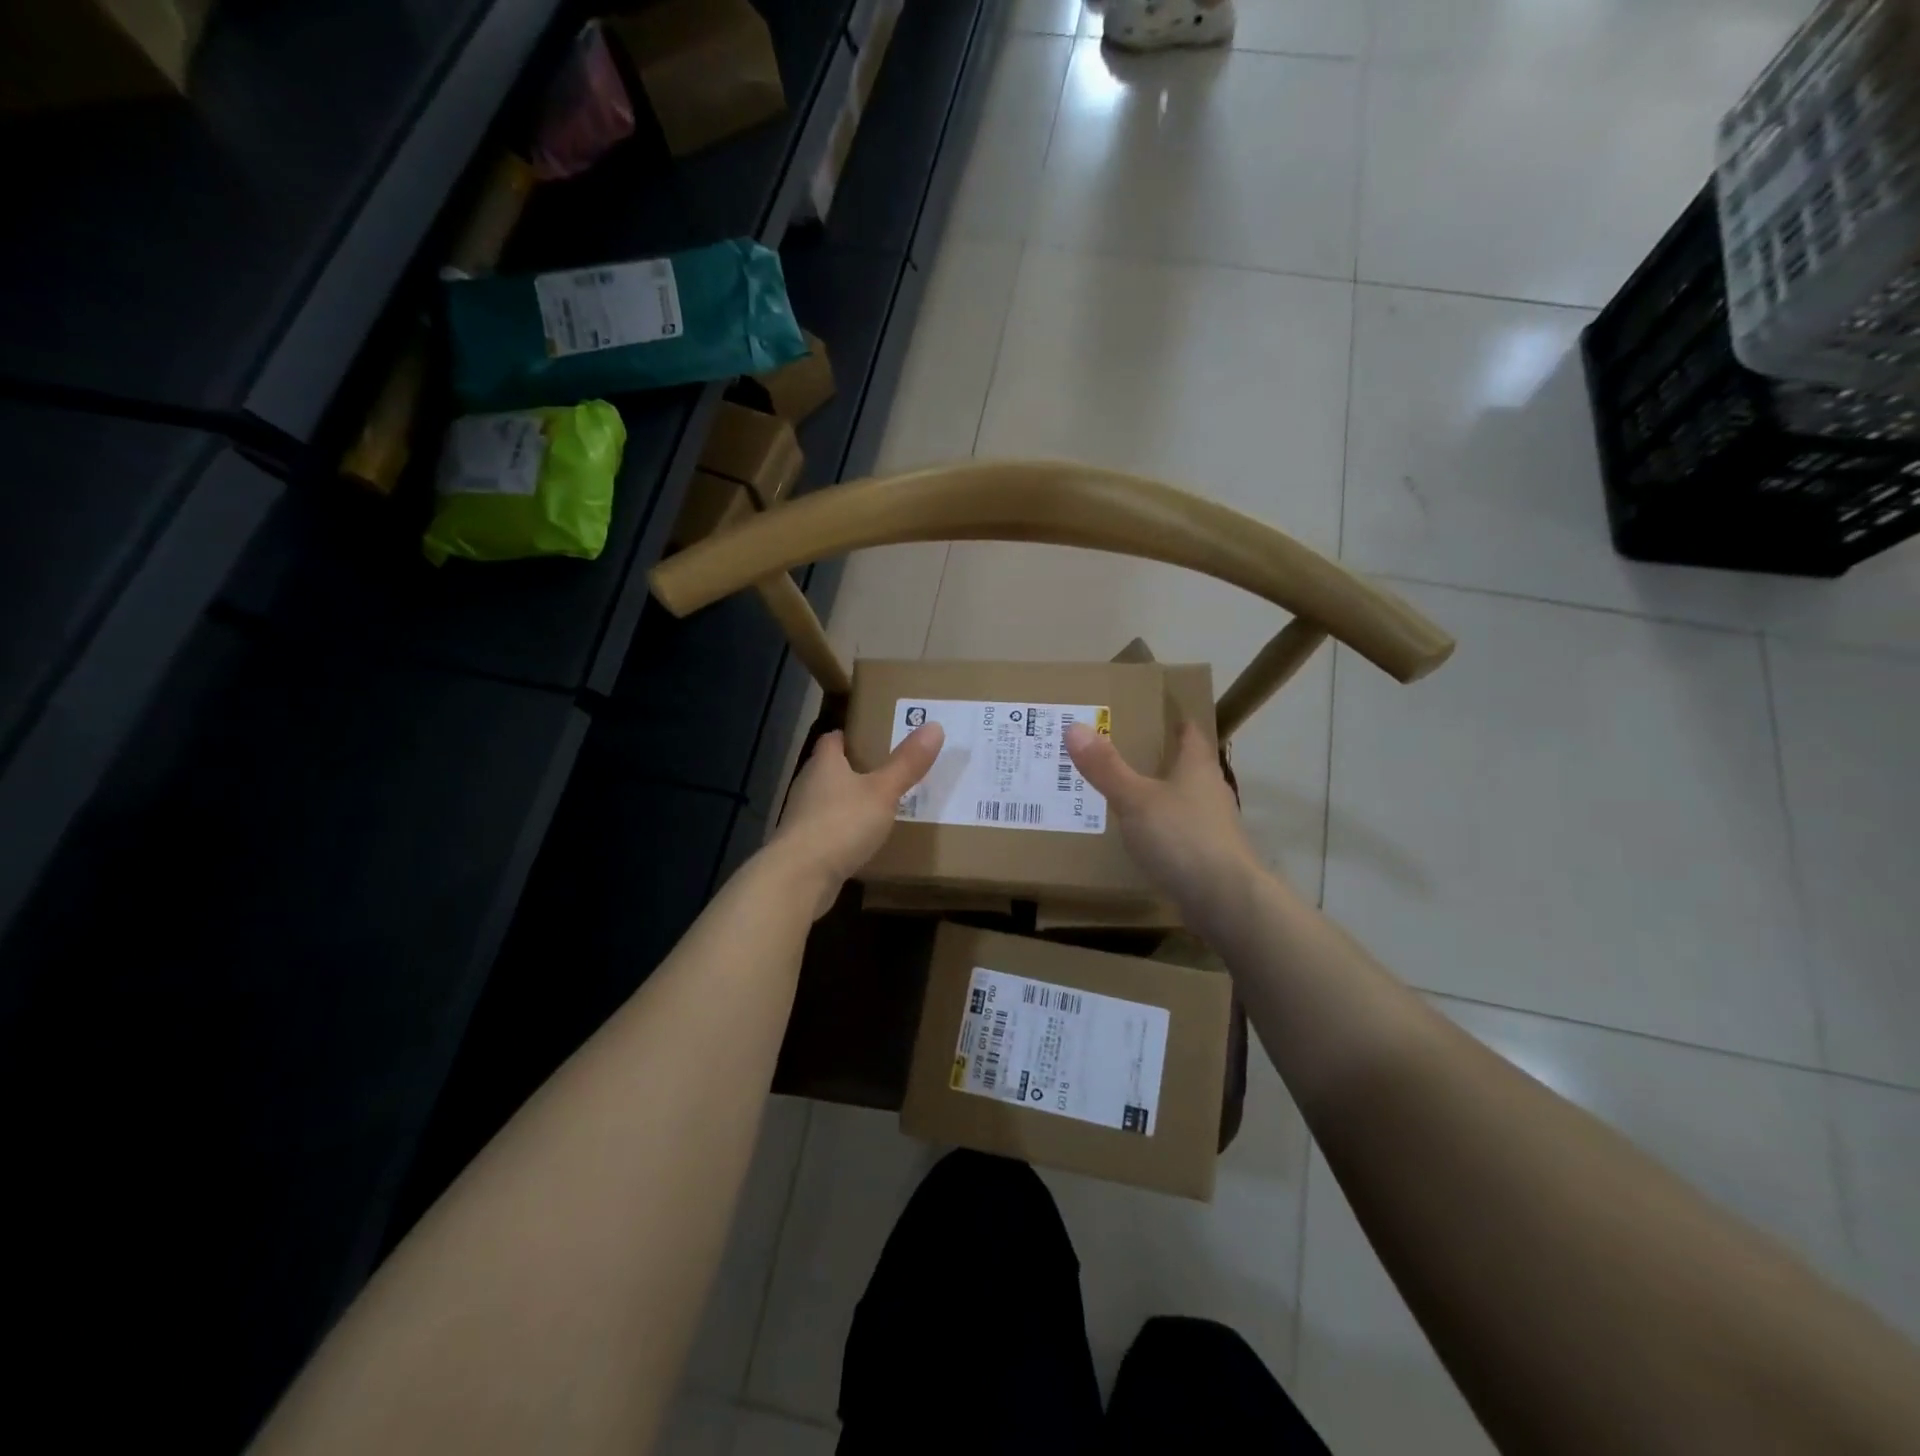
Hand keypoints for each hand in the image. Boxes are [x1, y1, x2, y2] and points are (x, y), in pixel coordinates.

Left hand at [765, 724, 943, 916]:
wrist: (800, 877)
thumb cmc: (842, 823)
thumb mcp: (882, 791)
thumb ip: (907, 763)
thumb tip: (934, 726)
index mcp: (824, 764)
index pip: (832, 739)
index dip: (850, 735)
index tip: (873, 735)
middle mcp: (808, 785)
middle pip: (829, 769)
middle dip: (854, 768)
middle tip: (886, 769)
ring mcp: (802, 818)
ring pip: (828, 800)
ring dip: (849, 801)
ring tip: (880, 804)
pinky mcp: (804, 846)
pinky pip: (828, 830)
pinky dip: (844, 830)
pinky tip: (863, 839)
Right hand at [1065, 719, 1261, 927]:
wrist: (1225, 900)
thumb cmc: (1181, 838)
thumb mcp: (1135, 799)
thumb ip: (1106, 767)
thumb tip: (1074, 727)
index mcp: (1198, 768)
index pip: (1191, 734)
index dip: (1176, 721)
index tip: (1156, 713)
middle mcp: (1211, 792)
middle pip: (1188, 767)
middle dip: (1163, 759)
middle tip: (1127, 752)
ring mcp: (1215, 827)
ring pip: (1185, 802)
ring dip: (1163, 797)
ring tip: (1129, 795)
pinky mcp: (1211, 858)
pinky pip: (1183, 834)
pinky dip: (1165, 830)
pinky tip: (1145, 839)